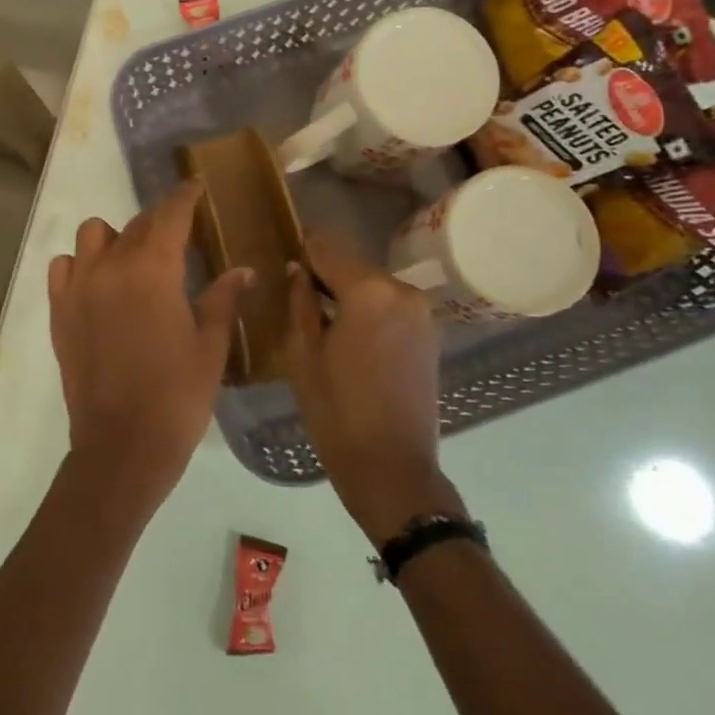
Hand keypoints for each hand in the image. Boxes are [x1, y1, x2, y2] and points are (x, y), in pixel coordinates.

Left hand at [48, 182, 250, 506]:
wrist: (121, 446)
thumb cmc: (177, 397)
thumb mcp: (210, 347)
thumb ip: (223, 299)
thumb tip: (242, 270)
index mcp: (154, 270)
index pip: (170, 214)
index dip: (185, 197)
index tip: (196, 188)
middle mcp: (111, 267)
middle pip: (135, 224)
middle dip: (160, 223)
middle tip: (179, 239)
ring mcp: (78, 287)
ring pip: (92, 236)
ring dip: (116, 239)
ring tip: (133, 264)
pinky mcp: (58, 311)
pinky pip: (63, 267)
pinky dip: (80, 264)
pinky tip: (98, 286)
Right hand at [283, 230, 467, 542]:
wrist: (391, 467)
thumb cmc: (336, 410)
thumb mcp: (302, 353)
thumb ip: (299, 301)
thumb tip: (297, 270)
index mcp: (369, 291)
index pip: (328, 247)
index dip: (302, 249)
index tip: (284, 258)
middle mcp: (403, 291)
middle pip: (354, 264)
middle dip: (325, 273)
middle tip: (296, 293)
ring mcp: (423, 313)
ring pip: (373, 285)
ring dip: (348, 293)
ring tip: (320, 318)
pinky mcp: (430, 334)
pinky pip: (390, 306)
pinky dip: (368, 310)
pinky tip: (348, 336)